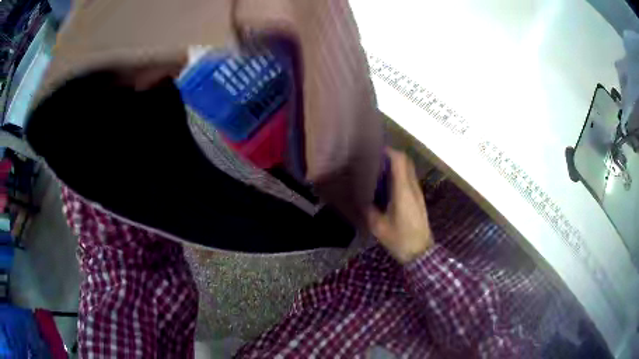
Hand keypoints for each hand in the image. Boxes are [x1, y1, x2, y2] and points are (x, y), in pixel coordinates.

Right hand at [368, 148, 433, 263]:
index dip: (388, 151)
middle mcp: (412, 187)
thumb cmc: (400, 239)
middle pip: (406, 161)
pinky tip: (387, 186)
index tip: (374, 151)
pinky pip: (409, 179)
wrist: (420, 252)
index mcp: (403, 191)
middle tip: (374, 160)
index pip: (400, 161)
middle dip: (391, 156)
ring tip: (378, 171)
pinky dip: (399, 175)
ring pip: (408, 169)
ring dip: (395, 165)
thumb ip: (368, 210)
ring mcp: (418, 192)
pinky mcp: (419, 199)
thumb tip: (359, 198)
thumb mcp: (378, 227)